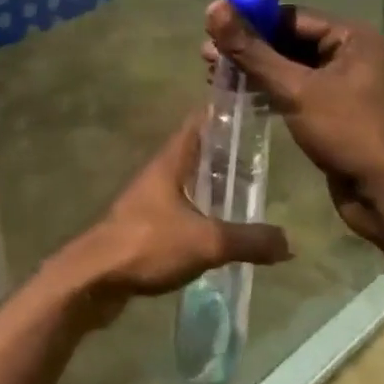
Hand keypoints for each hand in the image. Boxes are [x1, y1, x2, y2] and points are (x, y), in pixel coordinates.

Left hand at [60, 115, 292, 326]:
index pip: (198, 122)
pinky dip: (201, 214)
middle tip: (260, 156)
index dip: (221, 110)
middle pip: (195, 153)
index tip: (249, 104)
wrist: (94, 279)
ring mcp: (148, 201)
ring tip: (246, 193)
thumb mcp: (207, 241)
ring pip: (187, 183)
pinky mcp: (144, 227)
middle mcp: (159, 174)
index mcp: (171, 161)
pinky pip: (180, 212)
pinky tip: (219, 231)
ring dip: (212, 186)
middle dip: (225, 152)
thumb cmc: (148, 244)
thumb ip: (249, 240)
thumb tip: (290, 242)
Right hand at [204, 1, 383, 244]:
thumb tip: (214, 8)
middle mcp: (350, 53)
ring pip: (291, 68)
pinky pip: (297, 91)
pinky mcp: (335, 112)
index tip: (212, 31)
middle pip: (289, 41)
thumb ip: (252, 50)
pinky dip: (270, 92)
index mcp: (351, 36)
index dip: (251, 22)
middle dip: (249, 49)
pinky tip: (240, 98)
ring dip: (256, 72)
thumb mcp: (295, 89)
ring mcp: (344, 84)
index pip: (290, 17)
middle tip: (207, 59)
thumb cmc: (347, 132)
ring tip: (216, 78)